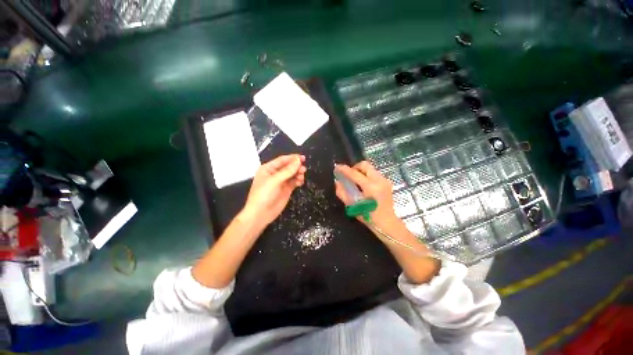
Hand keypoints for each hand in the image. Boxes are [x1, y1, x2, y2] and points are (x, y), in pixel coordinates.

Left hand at [242, 154, 305, 227]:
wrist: (260, 214)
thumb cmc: (264, 194)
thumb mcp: (275, 180)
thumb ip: (288, 170)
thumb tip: (298, 160)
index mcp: (268, 169)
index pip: (282, 160)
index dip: (292, 158)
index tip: (303, 158)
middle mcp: (275, 174)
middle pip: (288, 166)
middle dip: (296, 166)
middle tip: (303, 169)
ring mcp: (281, 182)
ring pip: (292, 174)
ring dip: (298, 174)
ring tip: (301, 176)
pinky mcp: (286, 189)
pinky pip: (294, 182)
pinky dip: (298, 180)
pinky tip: (300, 182)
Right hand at [334, 161, 402, 231]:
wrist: (386, 223)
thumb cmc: (368, 216)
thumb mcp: (352, 205)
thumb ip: (342, 192)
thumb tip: (337, 181)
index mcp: (370, 187)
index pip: (355, 173)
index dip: (344, 169)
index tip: (337, 167)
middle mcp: (379, 181)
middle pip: (365, 165)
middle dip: (355, 167)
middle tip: (349, 175)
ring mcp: (385, 180)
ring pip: (370, 168)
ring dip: (361, 171)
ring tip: (356, 181)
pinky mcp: (387, 182)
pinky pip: (374, 173)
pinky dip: (367, 175)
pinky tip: (364, 185)